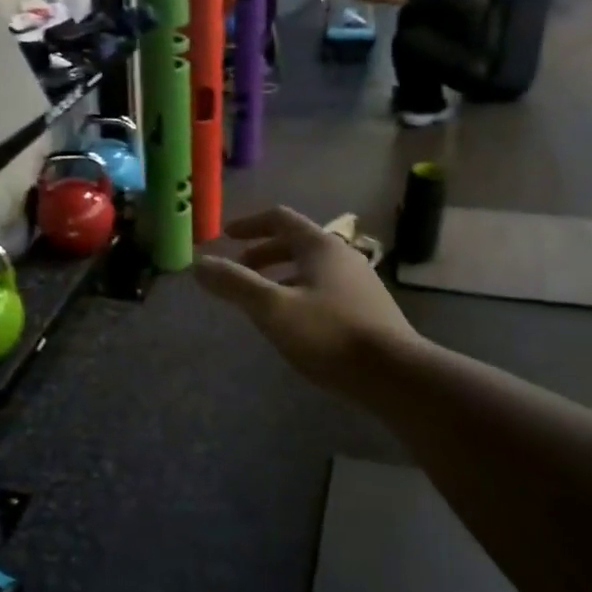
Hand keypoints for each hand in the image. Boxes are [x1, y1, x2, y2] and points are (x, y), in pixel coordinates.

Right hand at [194, 207, 417, 391]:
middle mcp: (342, 255)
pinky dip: (298, 292)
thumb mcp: (272, 308)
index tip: (225, 237)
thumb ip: (234, 284)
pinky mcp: (367, 308)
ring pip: (310, 267)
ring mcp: (358, 281)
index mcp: (319, 246)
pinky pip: (324, 288)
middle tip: (238, 272)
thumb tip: (198, 264)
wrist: (393, 373)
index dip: (248, 224)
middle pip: (295, 242)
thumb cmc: (328, 334)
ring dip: (280, 275)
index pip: (279, 219)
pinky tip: (292, 322)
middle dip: (262, 253)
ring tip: (259, 299)